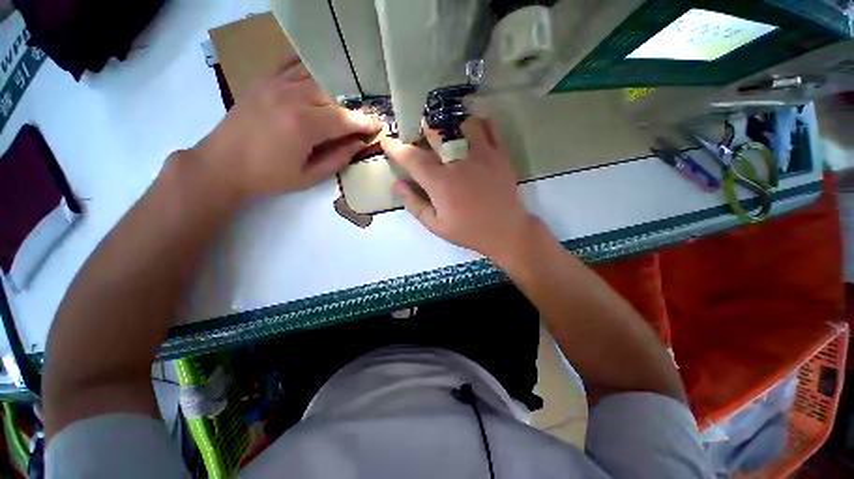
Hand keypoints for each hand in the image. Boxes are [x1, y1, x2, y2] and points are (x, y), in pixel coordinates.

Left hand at [193, 57, 379, 199]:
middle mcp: (291, 97)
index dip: (364, 123)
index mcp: (303, 125)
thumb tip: (358, 144)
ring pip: (315, 77)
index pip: (344, 119)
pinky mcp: (263, 81)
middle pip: (333, 95)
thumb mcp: (309, 176)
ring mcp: (275, 84)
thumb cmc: (268, 176)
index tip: (377, 126)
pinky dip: (308, 67)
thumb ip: (338, 158)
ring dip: (334, 90)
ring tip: (343, 102)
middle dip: (351, 108)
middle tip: (361, 119)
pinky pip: (290, 64)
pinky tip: (317, 75)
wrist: (222, 164)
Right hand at [381, 118, 537, 260]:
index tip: (388, 142)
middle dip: (421, 131)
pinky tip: (472, 130)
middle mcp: (458, 162)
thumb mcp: (436, 225)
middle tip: (419, 135)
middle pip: (434, 133)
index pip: (411, 158)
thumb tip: (397, 184)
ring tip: (446, 132)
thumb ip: (415, 204)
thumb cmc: (469, 231)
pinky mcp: (499, 154)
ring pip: (461, 123)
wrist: (506, 231)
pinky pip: (488, 127)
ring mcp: (481, 154)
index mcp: (439, 182)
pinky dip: (477, 123)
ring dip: (449, 124)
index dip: (395, 148)